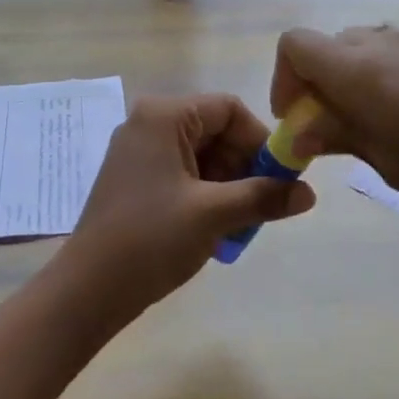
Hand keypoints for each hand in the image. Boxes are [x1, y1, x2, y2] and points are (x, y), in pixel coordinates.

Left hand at [55, 93, 317, 312]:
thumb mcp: (214, 215)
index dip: (259, 140)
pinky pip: (182, 172)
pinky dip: (204, 194)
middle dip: (243, 167)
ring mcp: (137, 151)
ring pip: (200, 155)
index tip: (277, 179)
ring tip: (237, 225)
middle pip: (214, 130)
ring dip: (227, 185)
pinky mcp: (133, 178)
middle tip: (259, 207)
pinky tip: (213, 229)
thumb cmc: (151, 239)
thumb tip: (310, 193)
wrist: (88, 289)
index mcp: (163, 116)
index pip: (228, 109)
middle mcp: (147, 123)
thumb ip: (264, 197)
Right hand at [271, 25, 398, 227]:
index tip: (298, 120)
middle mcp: (383, 43)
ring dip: (350, 80)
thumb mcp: (388, 162)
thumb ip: (338, 135)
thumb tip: (300, 130)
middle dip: (316, 84)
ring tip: (372, 127)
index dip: (284, 79)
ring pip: (362, 49)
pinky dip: (382, 78)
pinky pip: (395, 54)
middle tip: (331, 131)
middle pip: (327, 45)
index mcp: (359, 69)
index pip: (295, 44)